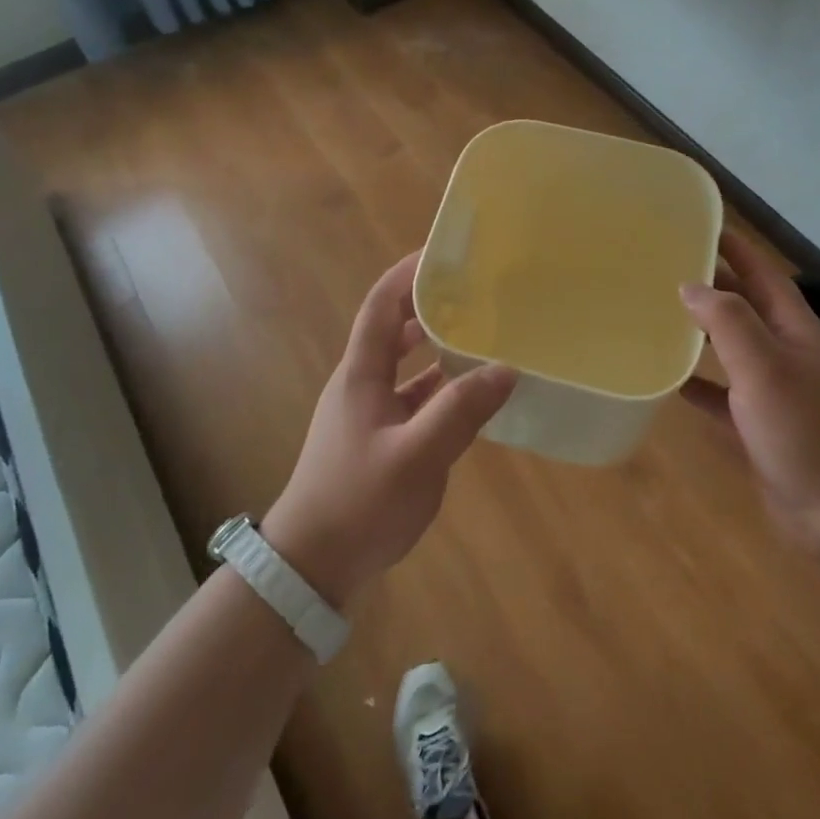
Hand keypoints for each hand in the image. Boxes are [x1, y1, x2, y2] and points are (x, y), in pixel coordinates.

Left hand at [263, 252, 516, 608]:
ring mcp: (369, 415)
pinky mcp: (379, 441)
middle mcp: (362, 386)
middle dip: (429, 307)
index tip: (442, 254)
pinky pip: (414, 401)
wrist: (313, 564)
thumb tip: (505, 368)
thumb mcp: (417, 456)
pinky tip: (471, 397)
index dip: (407, 275)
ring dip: (438, 349)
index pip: (381, 306)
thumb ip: (461, 411)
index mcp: (361, 375)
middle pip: (394, 331)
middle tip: (473, 294)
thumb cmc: (359, 502)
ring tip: (481, 337)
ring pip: (407, 368)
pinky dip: (440, 390)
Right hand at [680, 231, 819, 546]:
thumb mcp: (765, 368)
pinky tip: (669, 382)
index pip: (762, 274)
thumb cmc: (804, 431)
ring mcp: (774, 391)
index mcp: (794, 330)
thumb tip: (690, 286)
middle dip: (712, 285)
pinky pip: (722, 395)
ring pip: (731, 349)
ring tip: (659, 316)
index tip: (700, 226)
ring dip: (701, 332)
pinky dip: (698, 384)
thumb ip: (728, 322)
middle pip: (745, 307)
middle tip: (665, 269)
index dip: (735, 248)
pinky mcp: (759, 426)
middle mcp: (786, 353)